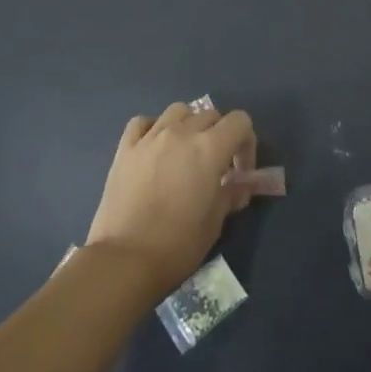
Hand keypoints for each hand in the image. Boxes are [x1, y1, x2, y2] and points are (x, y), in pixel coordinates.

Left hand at [86, 102, 256, 300]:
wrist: (124, 260)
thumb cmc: (177, 245)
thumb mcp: (214, 223)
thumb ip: (231, 195)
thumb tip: (241, 186)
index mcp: (209, 148)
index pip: (240, 121)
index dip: (246, 143)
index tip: (240, 171)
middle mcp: (181, 133)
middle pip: (210, 115)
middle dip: (220, 136)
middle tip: (215, 168)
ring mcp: (150, 137)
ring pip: (178, 111)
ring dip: (189, 125)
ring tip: (185, 152)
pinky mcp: (125, 148)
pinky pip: (143, 122)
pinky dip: (153, 128)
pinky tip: (155, 149)